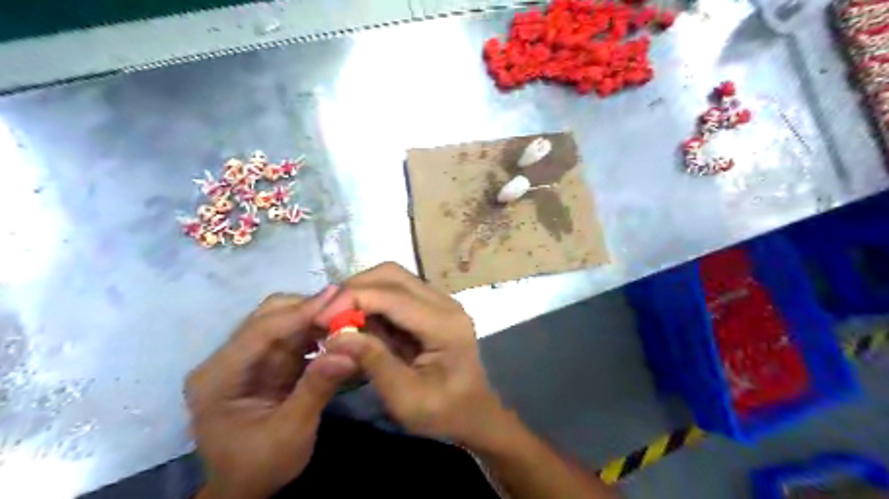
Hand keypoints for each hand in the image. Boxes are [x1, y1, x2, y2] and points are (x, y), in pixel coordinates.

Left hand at [186, 289, 356, 498]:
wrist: (247, 489)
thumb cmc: (260, 466)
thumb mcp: (290, 433)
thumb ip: (316, 390)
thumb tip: (348, 352)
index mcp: (218, 377)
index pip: (260, 332)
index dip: (299, 312)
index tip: (335, 296)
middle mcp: (229, 360)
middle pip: (268, 317)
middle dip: (308, 310)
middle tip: (346, 307)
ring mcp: (248, 359)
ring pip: (283, 322)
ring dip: (316, 318)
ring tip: (347, 317)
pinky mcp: (267, 363)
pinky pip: (294, 337)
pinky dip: (317, 332)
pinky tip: (337, 333)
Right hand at [321, 263, 505, 446]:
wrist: (473, 414)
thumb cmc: (444, 413)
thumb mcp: (405, 398)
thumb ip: (373, 362)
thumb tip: (333, 336)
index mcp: (444, 325)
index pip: (392, 296)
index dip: (352, 300)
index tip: (319, 319)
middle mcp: (444, 303)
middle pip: (392, 274)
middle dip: (354, 290)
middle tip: (326, 317)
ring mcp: (439, 301)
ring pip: (392, 278)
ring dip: (360, 293)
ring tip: (336, 319)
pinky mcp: (431, 307)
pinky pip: (395, 292)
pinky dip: (370, 301)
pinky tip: (355, 322)